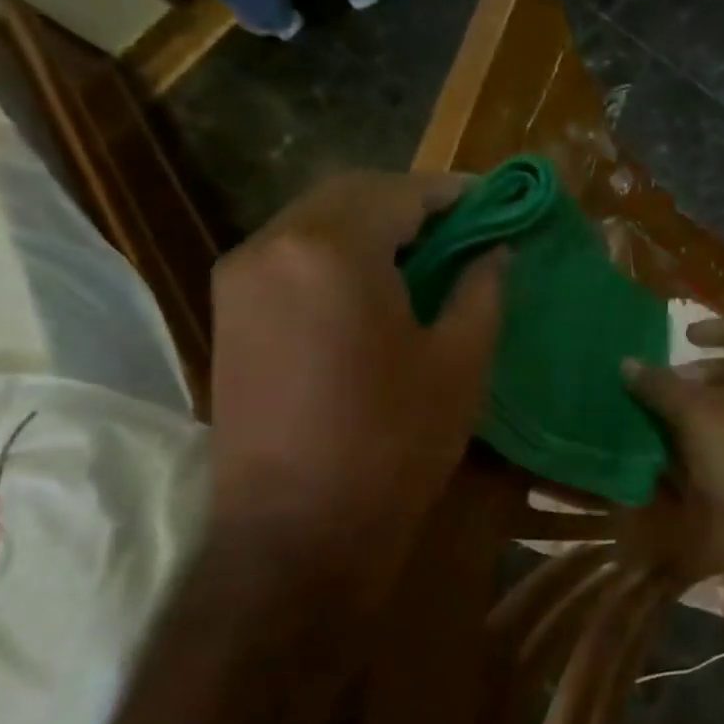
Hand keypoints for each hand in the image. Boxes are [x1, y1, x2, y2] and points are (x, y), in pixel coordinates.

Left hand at [208, 171, 506, 541]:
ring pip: (315, 220)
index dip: (453, 192)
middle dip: (410, 201)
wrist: (296, 532)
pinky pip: (291, 254)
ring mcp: (239, 279)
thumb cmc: (394, 441)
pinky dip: (337, 251)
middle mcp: (273, 246)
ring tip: (425, 252)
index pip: (401, 191)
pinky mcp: (228, 313)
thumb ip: (482, 290)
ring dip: (372, 223)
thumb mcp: (461, 362)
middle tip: (462, 224)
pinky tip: (375, 283)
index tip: (493, 200)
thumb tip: (496, 252)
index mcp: (332, 250)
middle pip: (351, 194)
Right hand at [623, 319, 723, 599]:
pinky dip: (712, 437)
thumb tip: (627, 363)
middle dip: (702, 375)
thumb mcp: (697, 416)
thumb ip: (662, 387)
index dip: (718, 328)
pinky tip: (679, 451)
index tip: (685, 336)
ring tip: (664, 416)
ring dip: (703, 409)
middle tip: (668, 384)